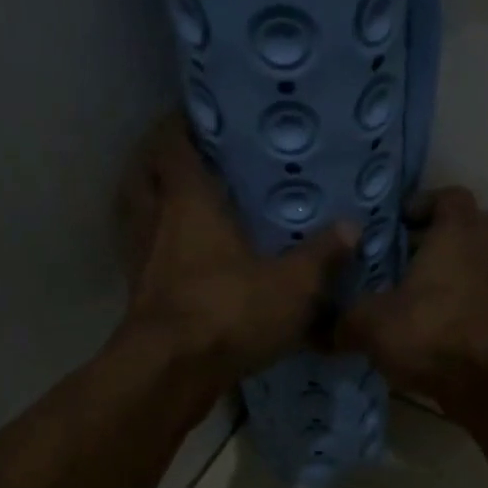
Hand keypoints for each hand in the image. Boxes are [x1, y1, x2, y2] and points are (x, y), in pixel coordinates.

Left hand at [117, 116, 357, 379]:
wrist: (170, 372)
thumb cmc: (228, 311)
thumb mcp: (292, 285)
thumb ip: (322, 256)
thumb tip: (352, 227)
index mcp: (187, 202)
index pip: (171, 144)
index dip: (180, 124)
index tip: (199, 116)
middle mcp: (154, 221)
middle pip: (142, 174)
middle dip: (159, 161)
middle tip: (191, 159)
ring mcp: (140, 259)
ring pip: (135, 215)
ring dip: (152, 203)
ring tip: (183, 203)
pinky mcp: (139, 294)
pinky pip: (143, 254)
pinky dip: (156, 246)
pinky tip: (182, 259)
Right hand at [336, 186, 487, 407]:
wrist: (484, 381)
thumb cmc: (429, 332)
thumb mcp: (370, 323)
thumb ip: (345, 320)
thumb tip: (325, 330)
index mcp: (455, 234)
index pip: (451, 196)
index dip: (423, 202)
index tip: (396, 223)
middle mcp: (481, 250)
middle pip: (465, 224)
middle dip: (434, 233)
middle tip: (401, 251)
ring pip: (469, 259)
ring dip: (442, 267)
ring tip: (405, 288)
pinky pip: (473, 289)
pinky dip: (452, 295)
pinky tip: (421, 318)